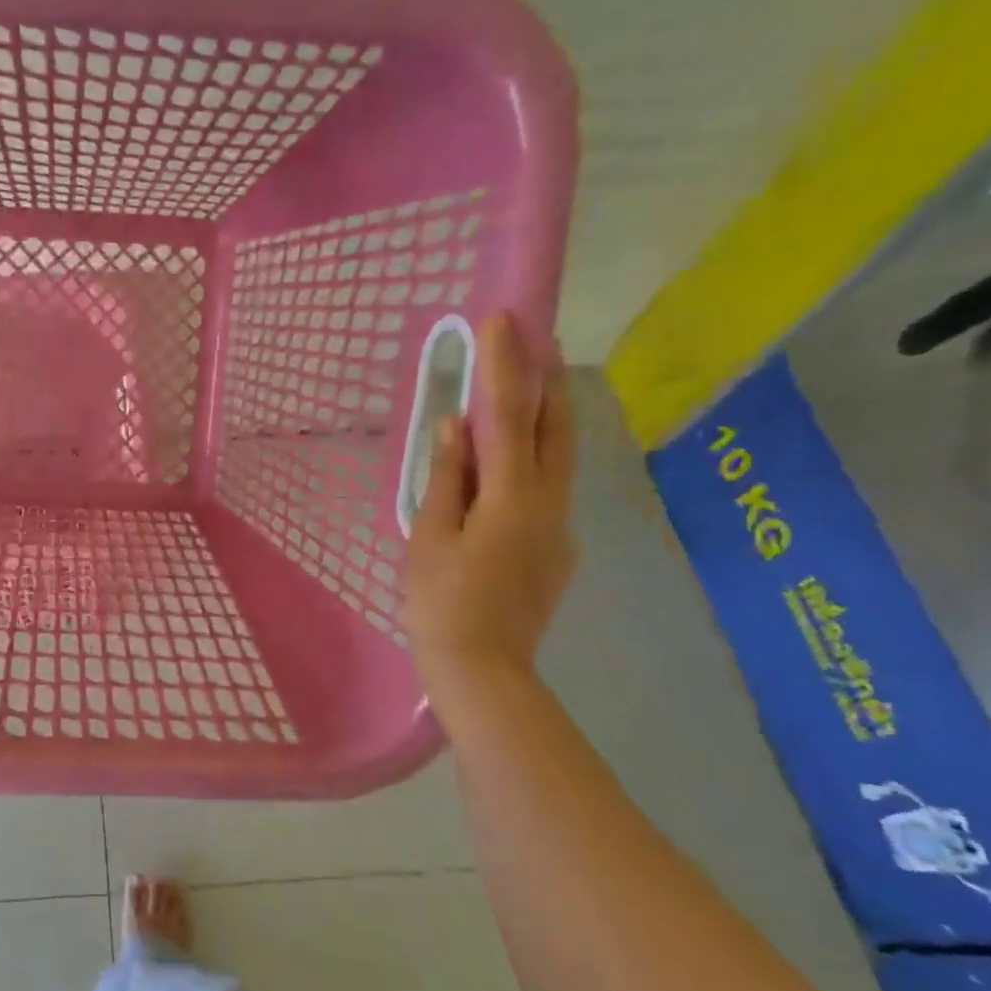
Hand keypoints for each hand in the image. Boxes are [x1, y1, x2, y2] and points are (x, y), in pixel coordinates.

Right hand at [402, 313, 575, 697]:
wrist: (483, 671)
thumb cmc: (441, 603)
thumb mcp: (430, 537)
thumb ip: (447, 479)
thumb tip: (456, 427)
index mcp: (512, 498)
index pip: (510, 416)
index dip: (505, 365)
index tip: (501, 319)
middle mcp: (549, 503)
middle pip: (556, 427)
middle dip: (545, 377)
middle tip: (532, 337)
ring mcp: (560, 527)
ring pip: (560, 457)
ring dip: (547, 415)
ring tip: (528, 385)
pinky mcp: (557, 549)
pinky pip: (548, 489)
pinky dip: (534, 459)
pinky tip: (511, 466)